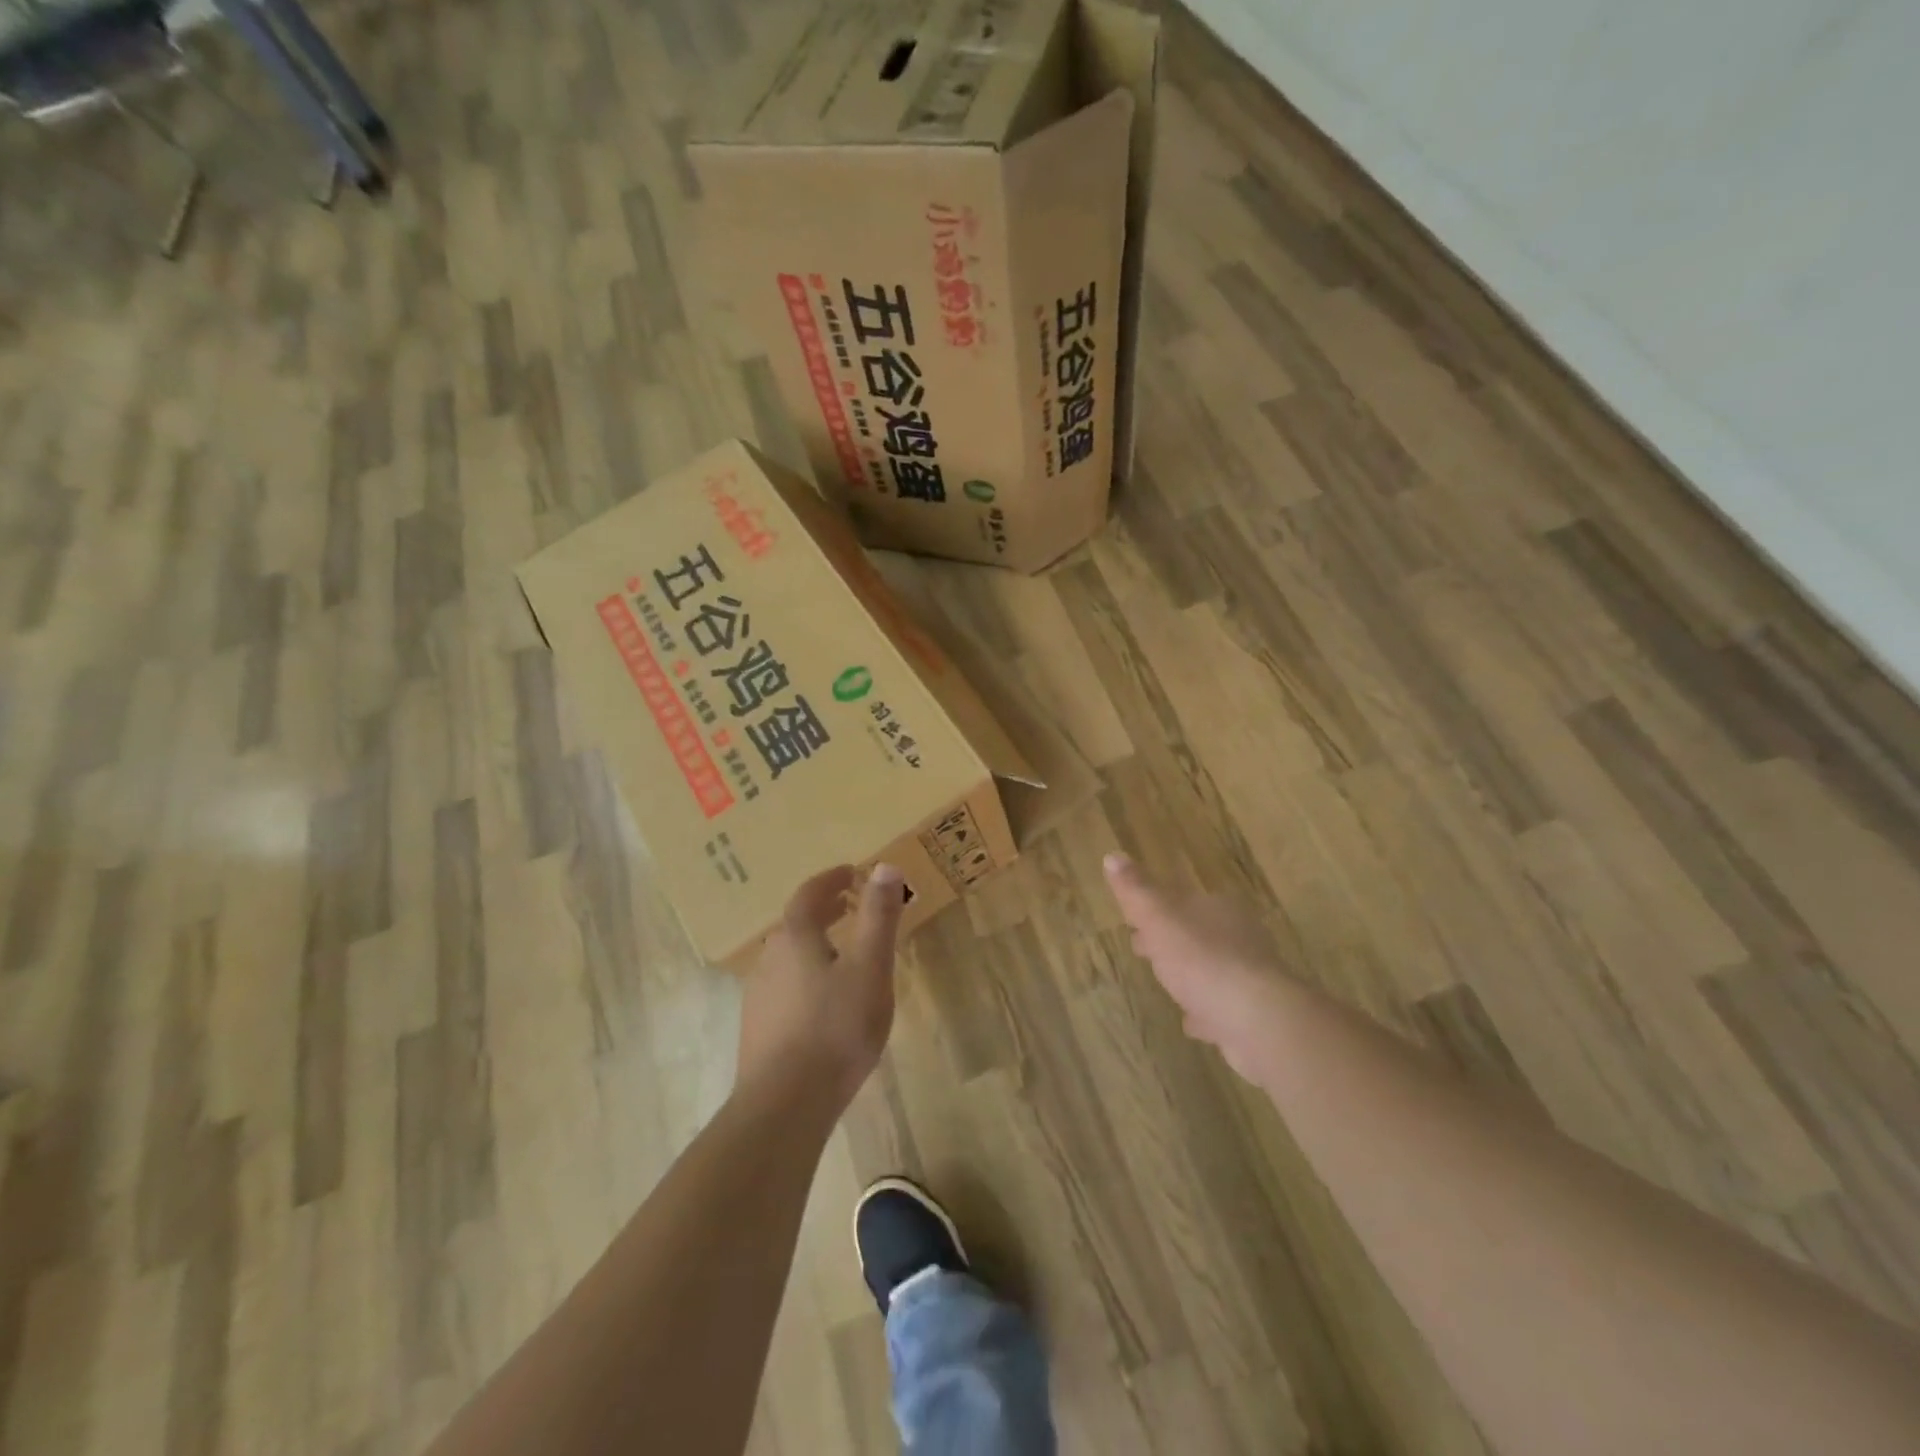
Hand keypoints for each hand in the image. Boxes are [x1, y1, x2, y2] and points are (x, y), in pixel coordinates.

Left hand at [737, 863, 907, 1106]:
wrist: (784, 1104)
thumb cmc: (835, 1027)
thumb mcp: (869, 967)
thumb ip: (878, 916)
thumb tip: (884, 866)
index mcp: (796, 937)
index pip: (810, 894)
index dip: (831, 879)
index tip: (851, 872)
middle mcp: (770, 958)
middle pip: (796, 923)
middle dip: (823, 910)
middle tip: (849, 906)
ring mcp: (759, 995)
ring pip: (789, 956)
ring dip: (814, 943)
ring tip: (841, 952)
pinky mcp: (758, 1028)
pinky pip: (785, 986)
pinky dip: (806, 975)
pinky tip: (823, 1001)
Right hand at [1103, 853, 1290, 1081]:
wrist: (1256, 1020)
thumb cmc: (1202, 959)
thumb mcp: (1159, 918)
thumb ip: (1136, 890)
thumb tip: (1112, 856)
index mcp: (1218, 908)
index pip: (1181, 900)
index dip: (1154, 910)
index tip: (1132, 923)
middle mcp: (1240, 936)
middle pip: (1198, 932)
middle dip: (1171, 939)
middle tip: (1143, 950)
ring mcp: (1250, 976)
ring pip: (1212, 967)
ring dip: (1190, 973)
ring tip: (1166, 984)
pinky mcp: (1254, 1012)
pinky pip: (1222, 1005)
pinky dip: (1205, 1009)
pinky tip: (1192, 1020)